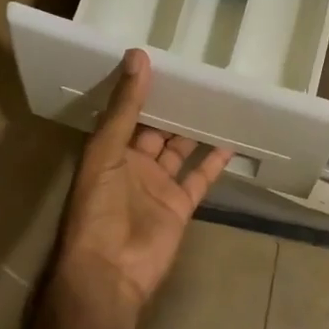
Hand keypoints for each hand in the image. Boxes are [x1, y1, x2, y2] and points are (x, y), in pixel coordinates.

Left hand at [56, 50, 233, 321]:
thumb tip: (138, 56)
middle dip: (174, 107)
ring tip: (218, 101)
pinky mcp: (180, 205)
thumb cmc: (99, 207)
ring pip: (180, 150)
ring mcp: (159, 186)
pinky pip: (200, 178)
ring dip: (195, 130)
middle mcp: (134, 165)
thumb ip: (125, 107)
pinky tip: (230, 140)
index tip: (165, 60)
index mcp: (109, 151)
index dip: (144, 90)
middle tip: (199, 77)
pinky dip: (214, 162)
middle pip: (157, 129)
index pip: (129, 113)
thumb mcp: (106, 150)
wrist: (109, 271)